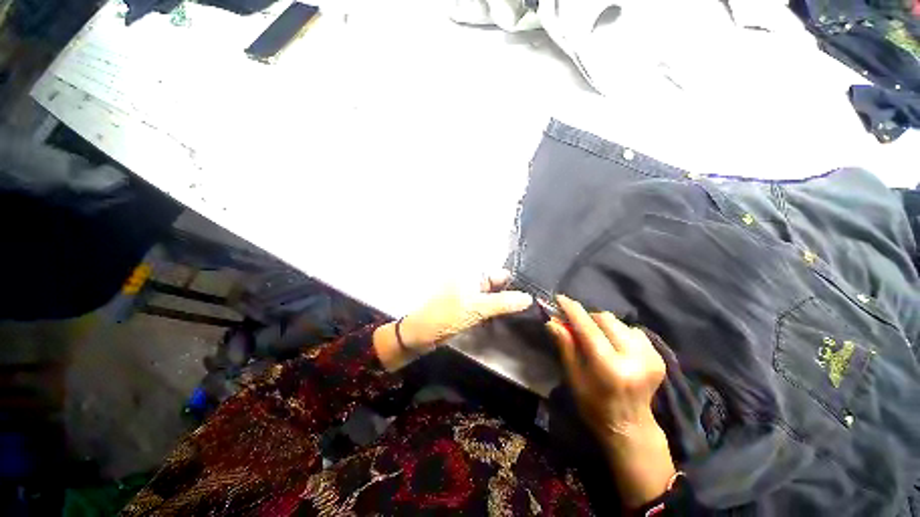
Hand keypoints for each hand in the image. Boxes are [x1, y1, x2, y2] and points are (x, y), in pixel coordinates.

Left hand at [374, 271, 532, 369]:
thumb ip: (503, 303)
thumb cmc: (446, 316)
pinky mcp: (466, 307)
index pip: (500, 275)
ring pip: (492, 297)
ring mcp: (468, 295)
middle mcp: (471, 281)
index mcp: (472, 274)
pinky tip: (504, 319)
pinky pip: (485, 307)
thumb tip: (529, 298)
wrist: (419, 334)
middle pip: (497, 286)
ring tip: (522, 314)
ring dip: (504, 305)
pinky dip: (494, 312)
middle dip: (511, 295)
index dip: (515, 284)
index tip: (533, 296)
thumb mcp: (477, 308)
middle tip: (531, 308)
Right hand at [546, 295, 675, 507]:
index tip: (560, 298)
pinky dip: (619, 332)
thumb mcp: (573, 377)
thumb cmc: (594, 405)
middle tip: (576, 325)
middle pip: (606, 319)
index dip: (573, 310)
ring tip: (595, 337)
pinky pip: (633, 330)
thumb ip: (565, 346)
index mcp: (610, 368)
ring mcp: (650, 357)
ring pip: (620, 323)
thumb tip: (552, 321)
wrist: (631, 426)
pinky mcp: (658, 357)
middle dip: (588, 317)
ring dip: (603, 324)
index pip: (588, 328)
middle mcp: (634, 358)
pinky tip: (614, 345)